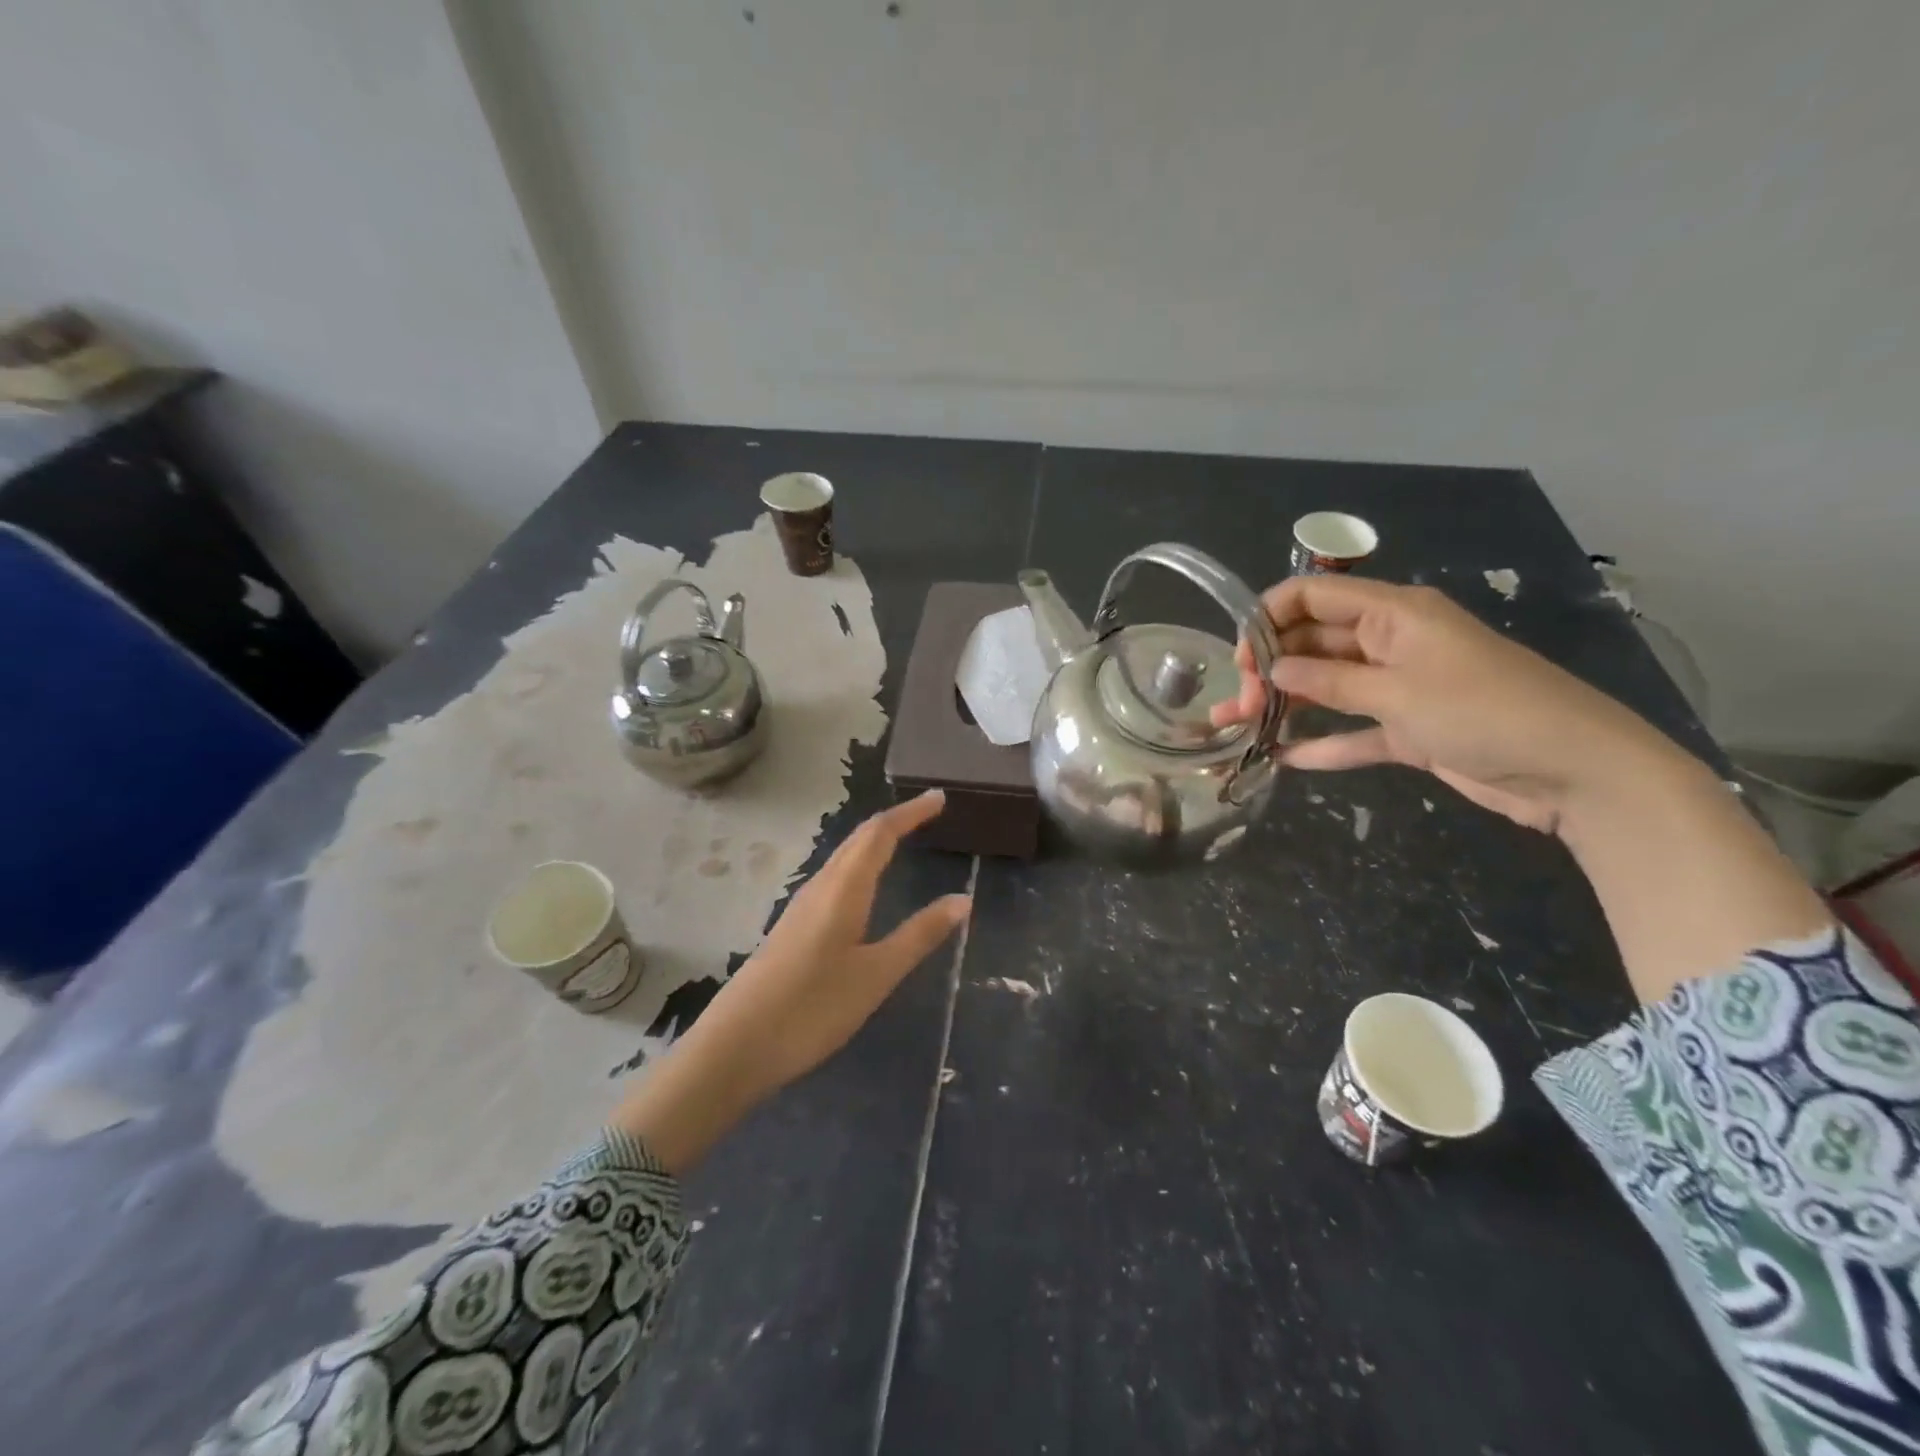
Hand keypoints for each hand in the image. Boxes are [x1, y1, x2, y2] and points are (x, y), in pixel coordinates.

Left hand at [613, 791, 969, 1172]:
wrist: (735, 1046)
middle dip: (895, 821)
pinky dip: (858, 865)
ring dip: (873, 841)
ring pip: (842, 858)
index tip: (939, 797)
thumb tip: (963, 899)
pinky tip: (862, 887)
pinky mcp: (792, 928)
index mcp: (843, 889)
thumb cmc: (813, 1008)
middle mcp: (820, 887)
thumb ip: (919, 935)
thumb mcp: (877, 975)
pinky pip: (833, 878)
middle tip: (928, 811)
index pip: (880, 834)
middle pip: (858, 839)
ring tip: (901, 838)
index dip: (911, 813)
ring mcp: (800, 907)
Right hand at [1212, 576, 1679, 832]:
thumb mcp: (1399, 693)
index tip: (1241, 660)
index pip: (1314, 597)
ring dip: (1286, 705)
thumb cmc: (1485, 712)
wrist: (1575, 770)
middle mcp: (1392, 642)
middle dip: (1271, 668)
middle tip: (1239, 705)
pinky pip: (1354, 730)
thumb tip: (1273, 669)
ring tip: (1239, 728)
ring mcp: (1401, 686)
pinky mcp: (1410, 728)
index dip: (1269, 619)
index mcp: (1394, 614)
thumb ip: (1329, 681)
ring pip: (1328, 687)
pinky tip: (1285, 759)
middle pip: (1314, 643)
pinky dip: (1323, 742)